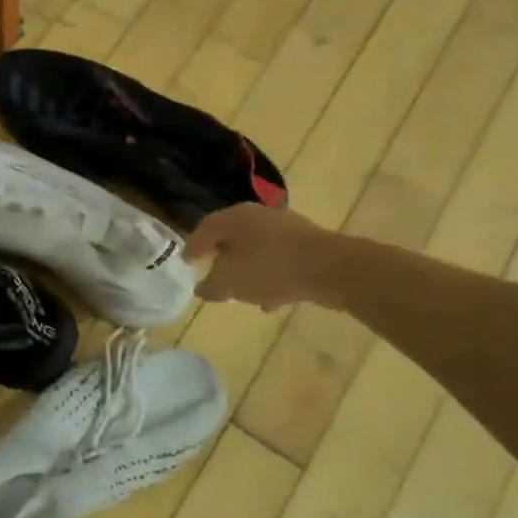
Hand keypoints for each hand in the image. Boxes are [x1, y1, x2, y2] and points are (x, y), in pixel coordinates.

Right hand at [185, 204, 339, 310]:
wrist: (330, 269)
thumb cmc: (269, 268)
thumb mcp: (229, 282)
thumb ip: (211, 286)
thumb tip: (202, 289)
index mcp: (235, 217)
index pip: (205, 228)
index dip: (193, 246)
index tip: (186, 263)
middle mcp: (259, 216)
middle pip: (232, 237)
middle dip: (221, 258)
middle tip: (212, 274)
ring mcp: (286, 229)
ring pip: (256, 250)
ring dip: (246, 270)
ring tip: (240, 293)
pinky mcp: (307, 246)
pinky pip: (279, 262)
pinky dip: (270, 278)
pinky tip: (269, 300)